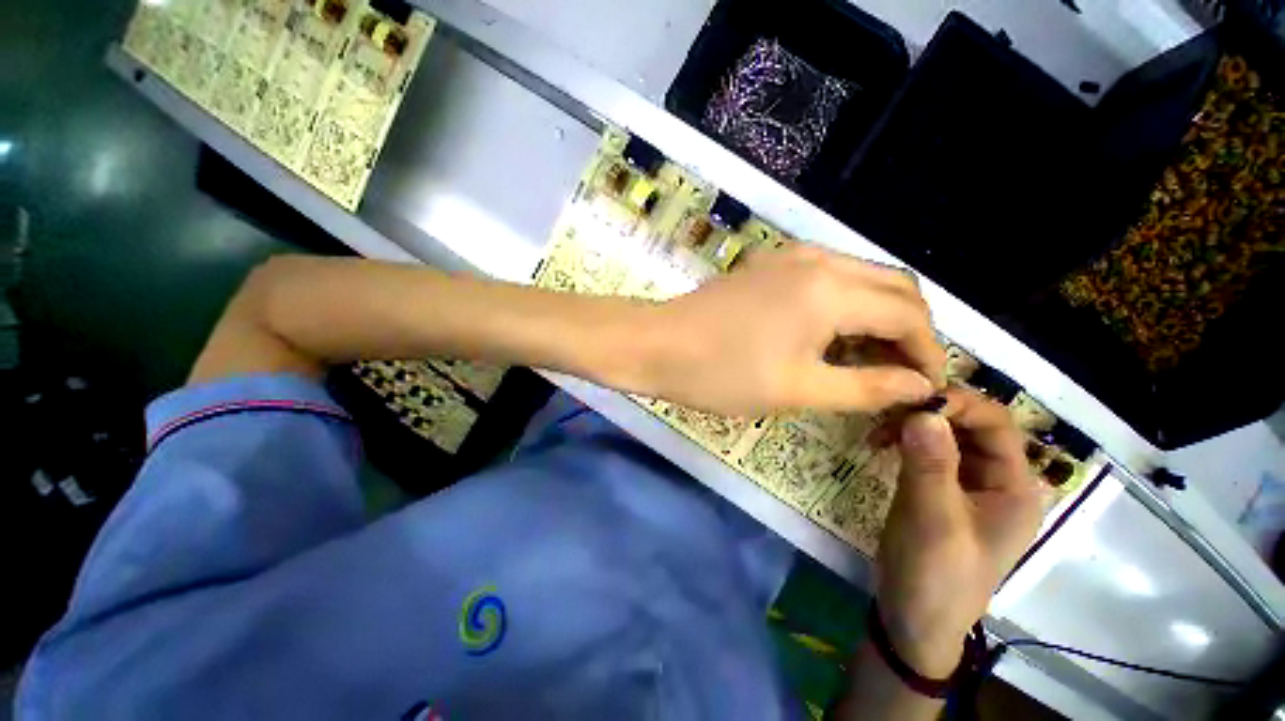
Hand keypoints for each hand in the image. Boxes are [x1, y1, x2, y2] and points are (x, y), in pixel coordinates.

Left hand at [643, 246, 946, 417]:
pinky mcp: (770, 265)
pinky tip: (832, 334)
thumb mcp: (796, 389)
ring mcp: (790, 256)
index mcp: (830, 290)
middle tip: (899, 374)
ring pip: (861, 278)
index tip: (924, 388)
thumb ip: (865, 387)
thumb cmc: (719, 373)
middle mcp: (818, 259)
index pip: (909, 315)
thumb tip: (918, 385)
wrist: (655, 345)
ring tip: (868, 359)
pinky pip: (828, 277)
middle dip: (909, 330)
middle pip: (894, 286)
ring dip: (877, 315)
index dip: (928, 353)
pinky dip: (846, 304)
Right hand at [874, 387, 1042, 676]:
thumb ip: (931, 465)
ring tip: (877, 430)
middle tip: (886, 412)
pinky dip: (905, 441)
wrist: (912, 619)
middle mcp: (995, 481)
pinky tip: (881, 444)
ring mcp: (965, 486)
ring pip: (945, 436)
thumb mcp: (934, 519)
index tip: (911, 400)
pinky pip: (927, 452)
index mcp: (1014, 487)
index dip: (959, 404)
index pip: (996, 424)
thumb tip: (923, 410)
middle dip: (931, 413)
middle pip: (970, 426)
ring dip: (913, 426)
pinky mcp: (938, 490)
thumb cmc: (935, 575)